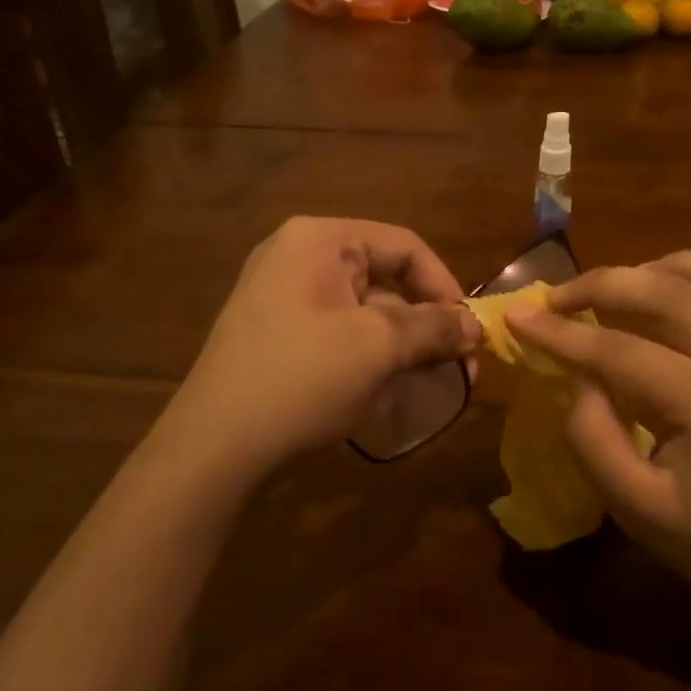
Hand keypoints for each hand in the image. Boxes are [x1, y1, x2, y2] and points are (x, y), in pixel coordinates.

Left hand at [163, 217, 479, 481]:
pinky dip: (370, 354)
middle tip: (459, 365)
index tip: (470, 332)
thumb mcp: (378, 348)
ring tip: (429, 381)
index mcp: (319, 241)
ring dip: (402, 342)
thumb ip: (434, 328)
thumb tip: (476, 326)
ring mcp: (281, 295)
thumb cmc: (302, 380)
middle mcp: (297, 256)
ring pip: (364, 308)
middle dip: (426, 322)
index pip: (404, 246)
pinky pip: (338, 331)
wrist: (214, 449)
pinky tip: (387, 388)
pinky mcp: (275, 333)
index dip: (445, 286)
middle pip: (384, 277)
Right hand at [508, 252, 690, 627]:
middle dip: (601, 284)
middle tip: (557, 297)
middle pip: (667, 291)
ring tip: (621, 283)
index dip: (560, 333)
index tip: (517, 317)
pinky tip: (679, 292)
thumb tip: (578, 376)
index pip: (619, 350)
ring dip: (662, 265)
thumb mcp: (635, 509)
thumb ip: (593, 437)